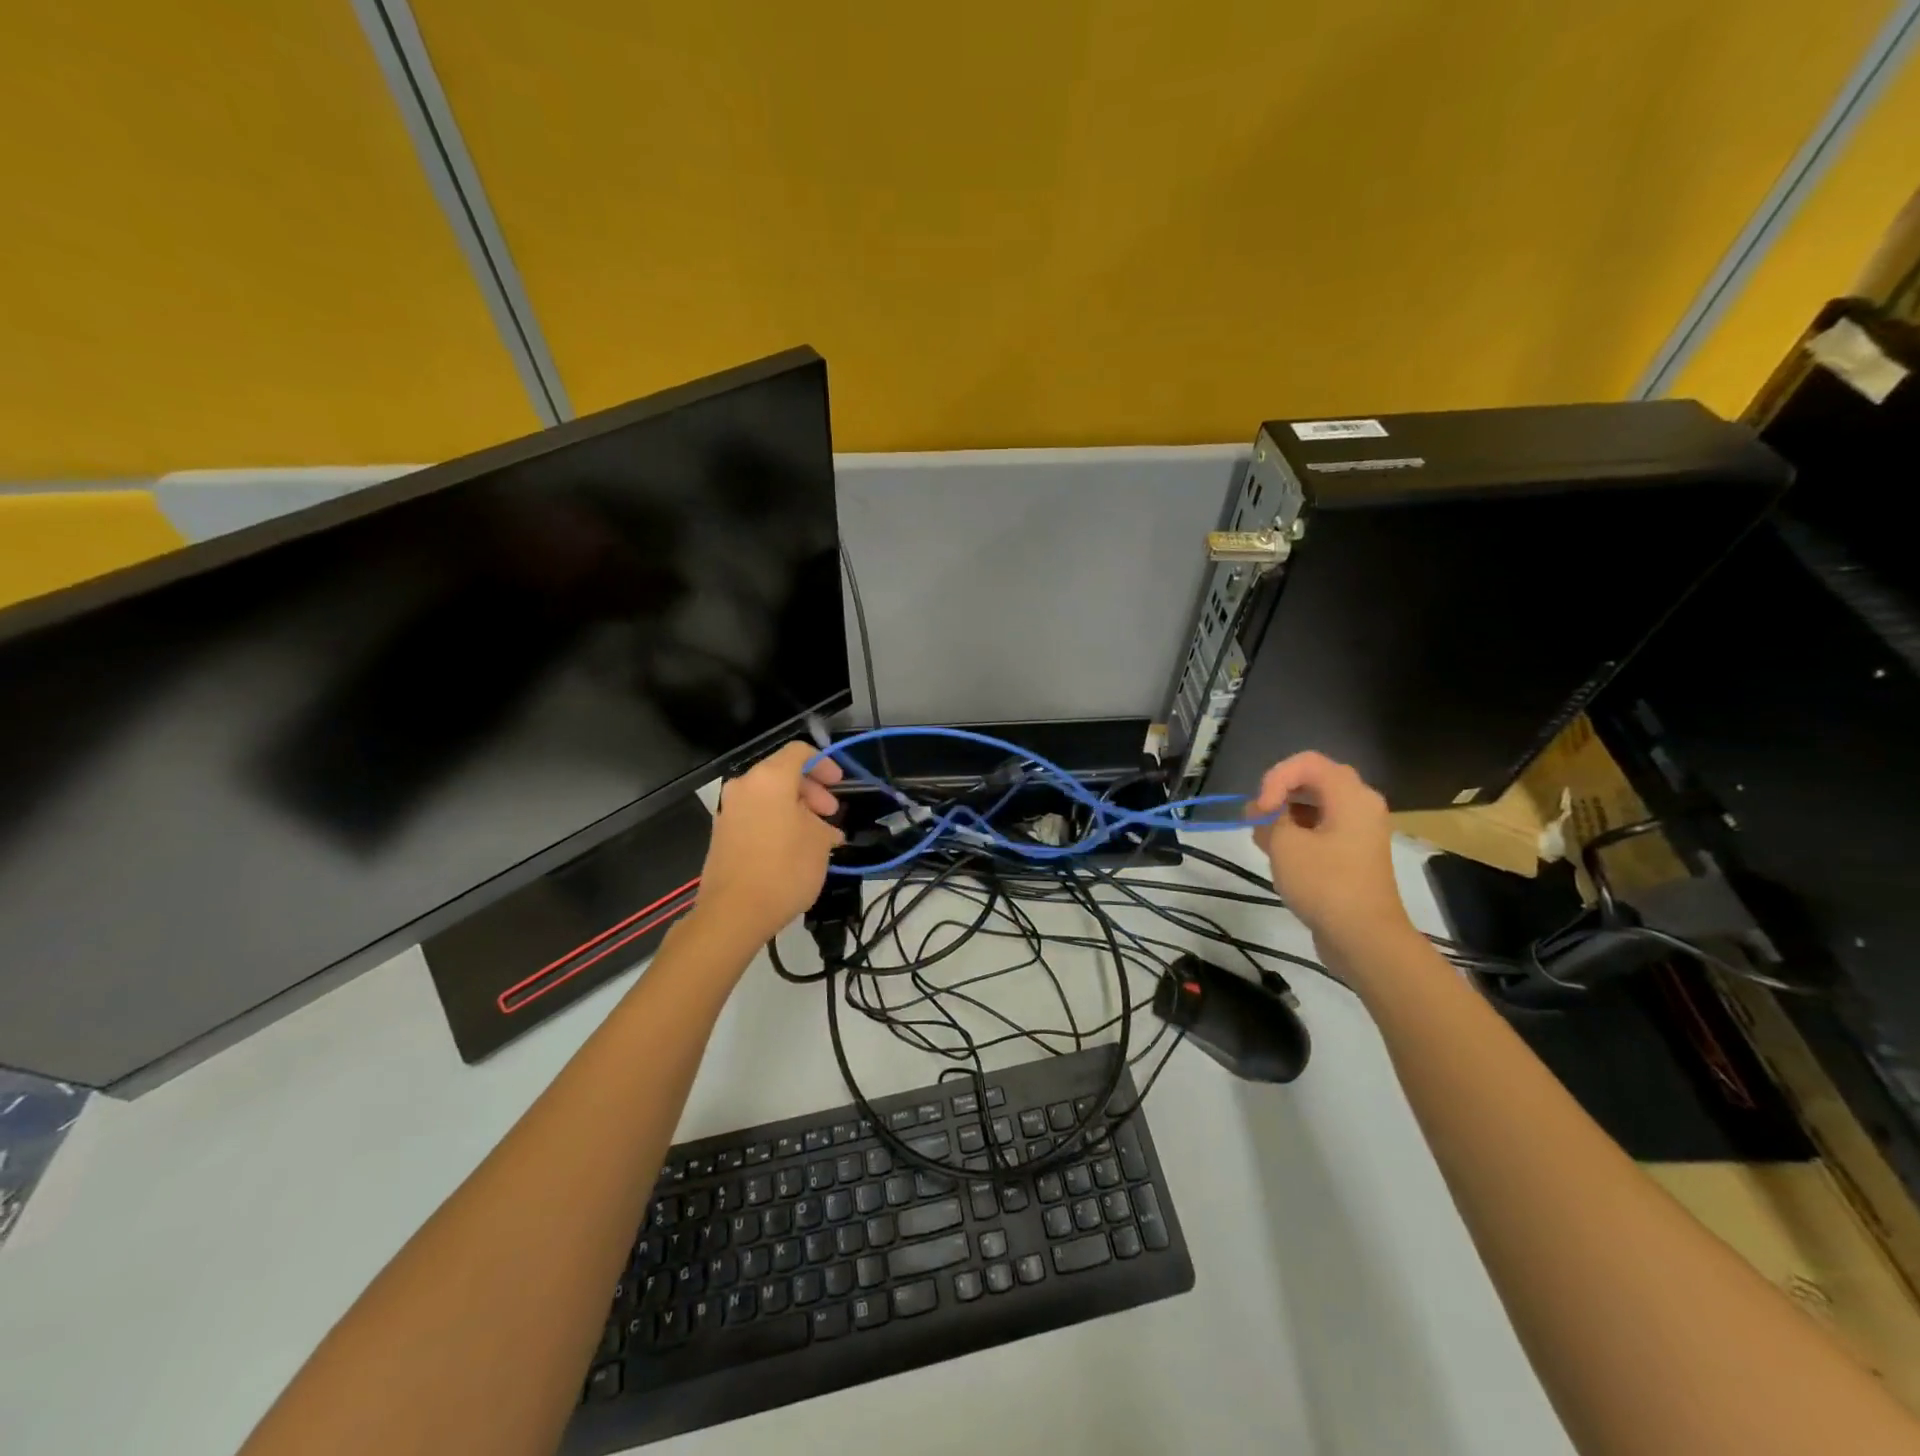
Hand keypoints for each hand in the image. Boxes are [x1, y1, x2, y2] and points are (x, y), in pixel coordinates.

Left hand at [690, 741, 844, 954]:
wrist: (734, 913)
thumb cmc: (785, 869)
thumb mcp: (819, 843)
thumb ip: (824, 825)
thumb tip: (823, 828)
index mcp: (769, 779)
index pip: (799, 752)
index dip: (824, 764)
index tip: (839, 785)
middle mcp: (744, 786)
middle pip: (782, 773)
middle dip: (811, 790)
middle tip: (830, 814)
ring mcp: (729, 810)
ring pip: (768, 796)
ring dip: (795, 808)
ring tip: (816, 836)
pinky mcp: (722, 833)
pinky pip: (755, 815)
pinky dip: (776, 821)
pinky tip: (794, 849)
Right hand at [1251, 751, 1416, 960]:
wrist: (1364, 938)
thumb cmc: (1325, 884)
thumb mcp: (1285, 844)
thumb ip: (1269, 817)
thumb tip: (1266, 812)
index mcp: (1351, 796)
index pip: (1306, 763)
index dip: (1275, 778)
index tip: (1261, 810)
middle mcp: (1361, 806)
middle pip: (1313, 781)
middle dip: (1278, 795)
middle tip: (1257, 819)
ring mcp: (1360, 831)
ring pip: (1316, 806)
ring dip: (1285, 815)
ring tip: (1263, 839)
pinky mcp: (1354, 854)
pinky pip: (1323, 828)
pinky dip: (1299, 833)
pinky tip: (1278, 854)